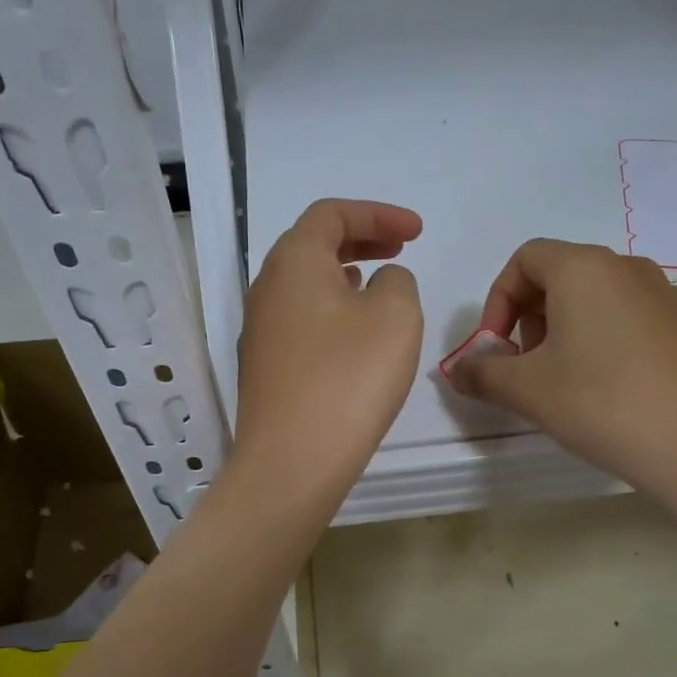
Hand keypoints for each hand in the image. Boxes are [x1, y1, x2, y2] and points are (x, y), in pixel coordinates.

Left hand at [232, 199, 423, 508]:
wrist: (292, 462)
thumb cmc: (348, 379)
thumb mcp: (395, 316)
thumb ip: (396, 281)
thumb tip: (379, 282)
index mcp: (293, 262)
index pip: (331, 214)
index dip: (378, 214)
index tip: (417, 232)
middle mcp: (266, 288)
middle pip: (312, 244)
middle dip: (360, 238)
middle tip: (400, 247)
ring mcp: (260, 330)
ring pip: (304, 283)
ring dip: (344, 274)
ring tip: (378, 283)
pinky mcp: (264, 367)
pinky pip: (300, 318)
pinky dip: (331, 309)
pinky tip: (353, 333)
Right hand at [450, 240, 676, 513]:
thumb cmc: (604, 404)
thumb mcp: (527, 390)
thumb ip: (481, 373)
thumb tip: (458, 370)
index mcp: (585, 269)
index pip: (525, 259)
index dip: (497, 300)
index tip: (496, 348)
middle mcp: (628, 269)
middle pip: (561, 275)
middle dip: (530, 318)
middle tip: (526, 368)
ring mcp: (667, 297)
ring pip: (598, 299)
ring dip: (566, 331)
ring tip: (565, 383)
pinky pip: (631, 321)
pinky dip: (605, 342)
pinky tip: (611, 392)